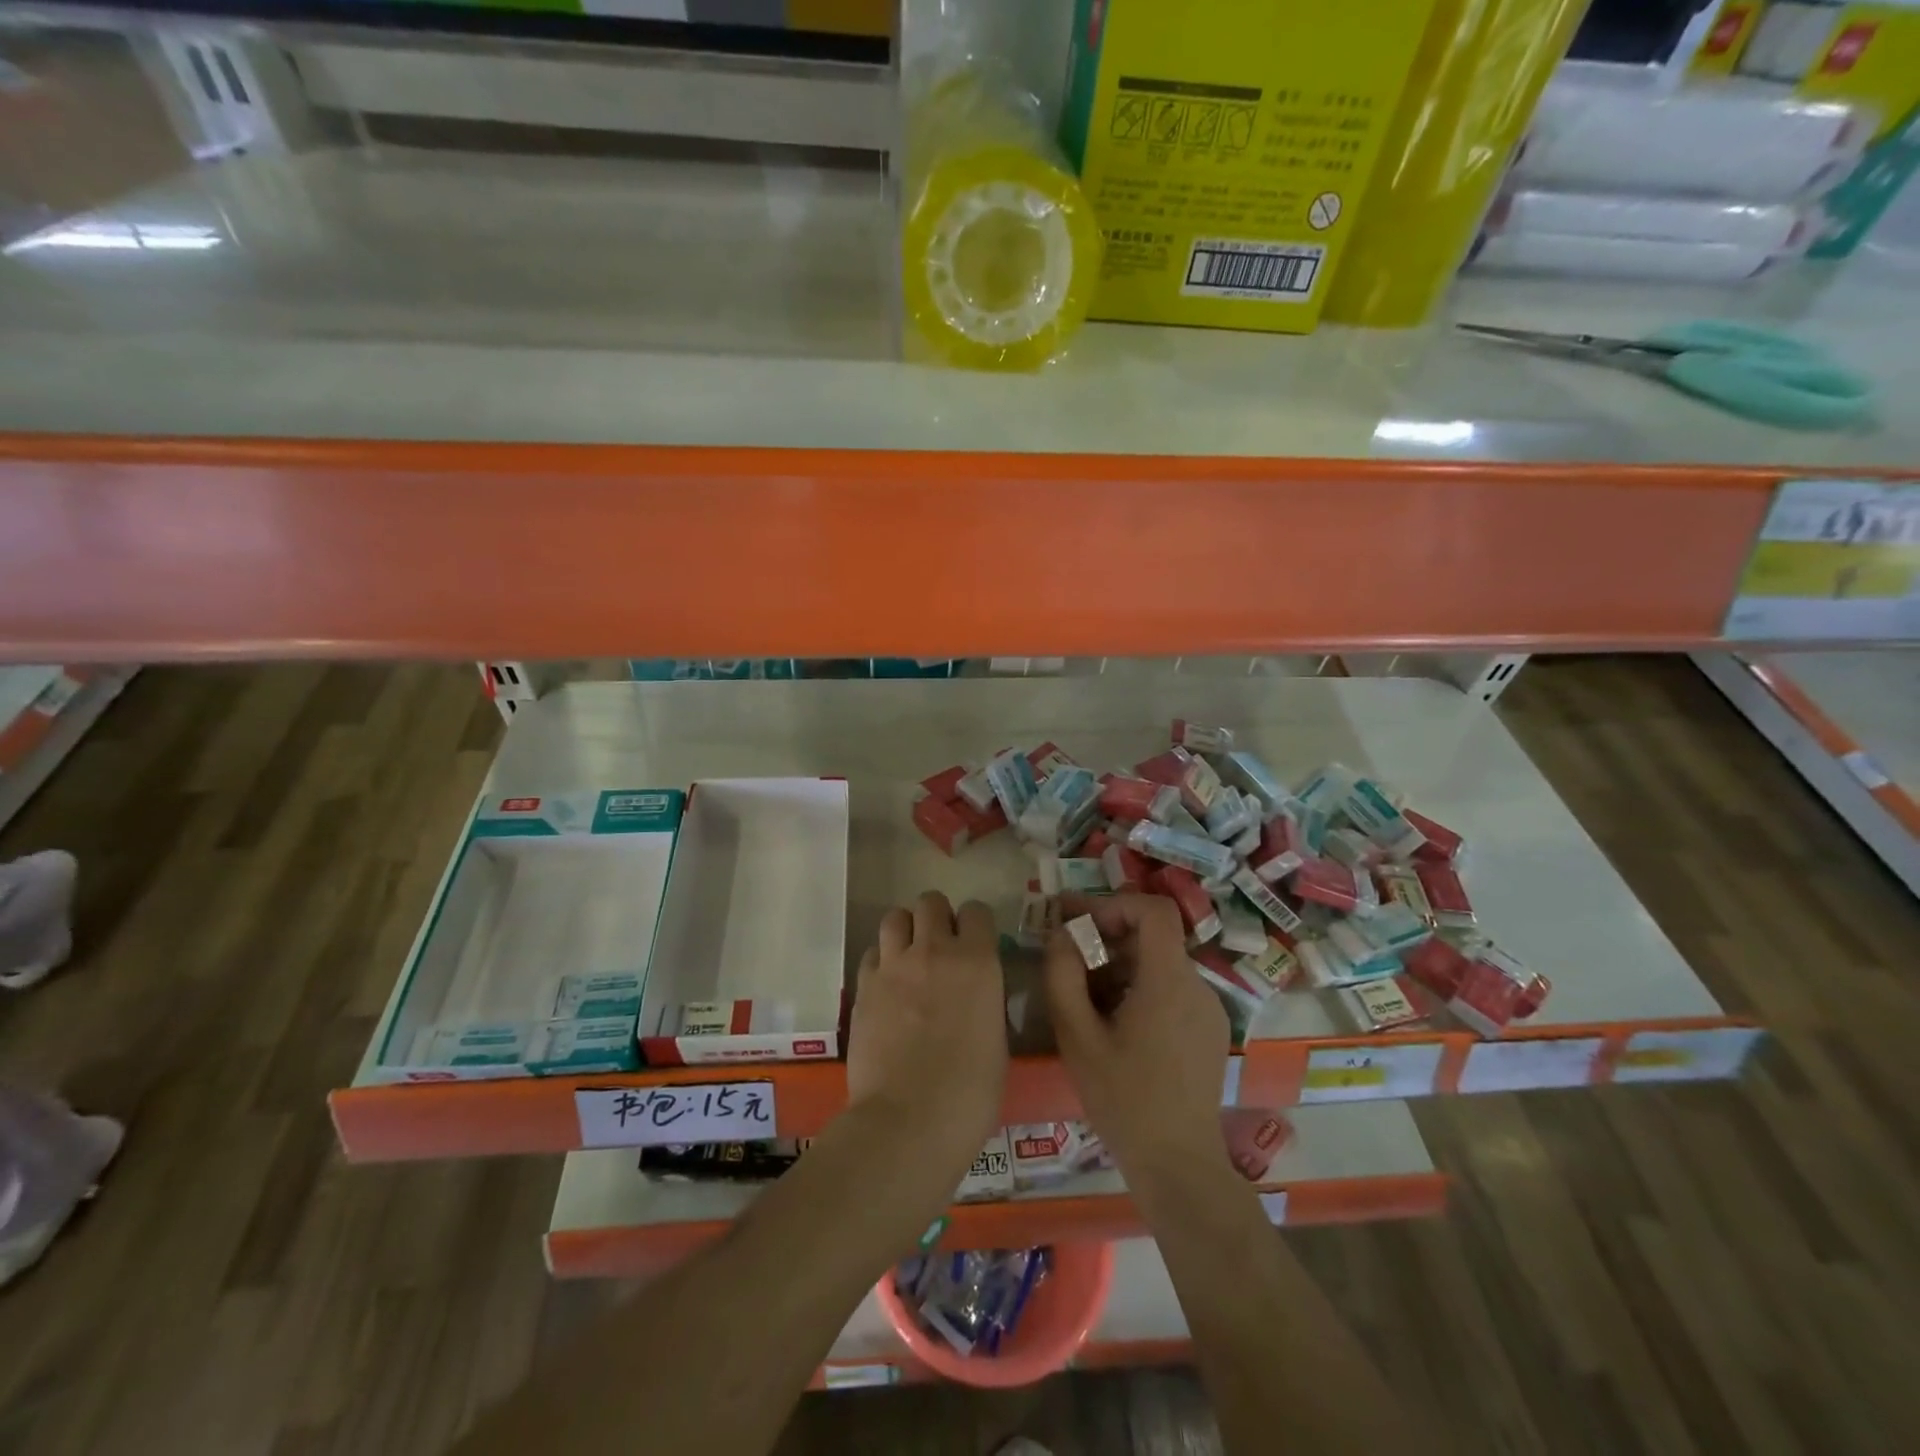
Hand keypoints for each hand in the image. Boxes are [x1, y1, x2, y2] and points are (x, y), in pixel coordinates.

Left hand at [847, 891, 1007, 1211]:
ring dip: (905, 930)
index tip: (976, 944)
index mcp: (977, 961)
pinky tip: (887, 986)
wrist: (909, 1121)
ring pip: (894, 917)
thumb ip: (986, 1002)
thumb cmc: (970, 1092)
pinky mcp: (863, 986)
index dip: (976, 925)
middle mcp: (934, 951)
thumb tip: (977, 995)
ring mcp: (893, 966)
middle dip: (937, 917)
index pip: (976, 911)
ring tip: (909, 957)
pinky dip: (881, 961)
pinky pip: (872, 953)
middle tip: (940, 947)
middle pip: (930, 901)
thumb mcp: (997, 1041)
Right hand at [1043, 893, 1230, 1183]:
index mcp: (1169, 981)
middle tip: (1068, 957)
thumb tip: (1060, 934)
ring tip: (1085, 997)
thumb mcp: (1078, 1036)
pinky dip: (1139, 986)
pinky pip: (1171, 987)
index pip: (1154, 910)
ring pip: (1160, 962)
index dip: (1114, 904)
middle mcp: (1198, 985)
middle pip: (1153, 936)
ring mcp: (1209, 1007)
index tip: (1080, 924)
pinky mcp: (1209, 1028)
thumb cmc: (1124, 1099)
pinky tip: (1114, 1022)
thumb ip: (1063, 976)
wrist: (1178, 1164)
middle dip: (1107, 937)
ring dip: (1120, 964)